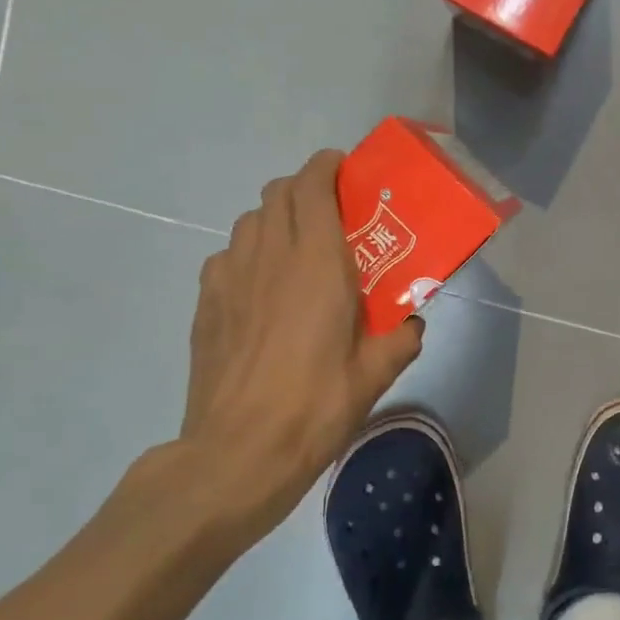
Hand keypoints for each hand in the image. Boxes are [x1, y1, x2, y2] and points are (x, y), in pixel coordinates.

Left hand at [169, 150, 423, 545]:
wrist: (238, 452)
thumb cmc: (316, 406)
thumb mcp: (376, 374)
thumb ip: (402, 337)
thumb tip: (412, 322)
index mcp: (317, 264)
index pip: (312, 186)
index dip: (327, 167)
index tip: (347, 171)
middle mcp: (269, 257)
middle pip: (277, 192)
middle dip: (305, 188)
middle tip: (333, 214)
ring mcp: (229, 278)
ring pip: (250, 220)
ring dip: (276, 219)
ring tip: (299, 250)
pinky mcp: (206, 303)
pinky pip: (228, 256)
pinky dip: (249, 254)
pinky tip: (264, 290)